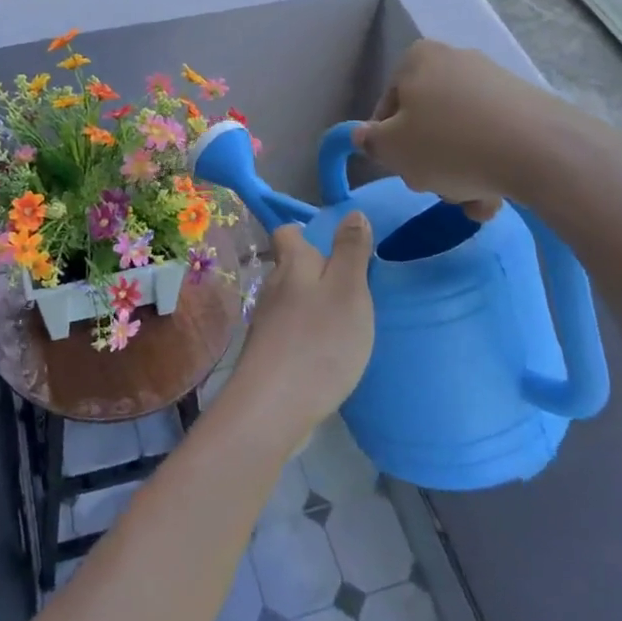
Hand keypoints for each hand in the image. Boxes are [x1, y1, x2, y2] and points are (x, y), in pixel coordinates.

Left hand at [225, 217, 374, 446]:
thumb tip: (352, 213)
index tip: (336, 244)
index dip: (307, 232)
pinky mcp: (268, 354)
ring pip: (292, 300)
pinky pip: (291, 331)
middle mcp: (273, 286)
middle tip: (354, 287)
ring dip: (314, 305)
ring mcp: (267, 322)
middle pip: (292, 266)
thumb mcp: (348, 290)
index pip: (288, 231)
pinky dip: (309, 334)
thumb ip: (351, 251)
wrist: (273, 406)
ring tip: (347, 321)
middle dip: (317, 271)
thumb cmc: (319, 341)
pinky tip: (328, 352)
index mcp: (292, 263)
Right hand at [351, 39, 585, 219]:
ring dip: (460, 172)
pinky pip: (494, 139)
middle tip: (436, 187)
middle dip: (429, 161)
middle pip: (427, 122)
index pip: (387, 107)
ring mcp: (495, 81)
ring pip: (461, 136)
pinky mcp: (528, 105)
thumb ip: (370, 142)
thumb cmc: (450, 144)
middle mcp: (455, 60)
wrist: (541, 151)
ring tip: (474, 201)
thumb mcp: (392, 150)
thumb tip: (365, 136)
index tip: (402, 170)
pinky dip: (490, 166)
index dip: (388, 144)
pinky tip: (497, 196)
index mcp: (417, 59)